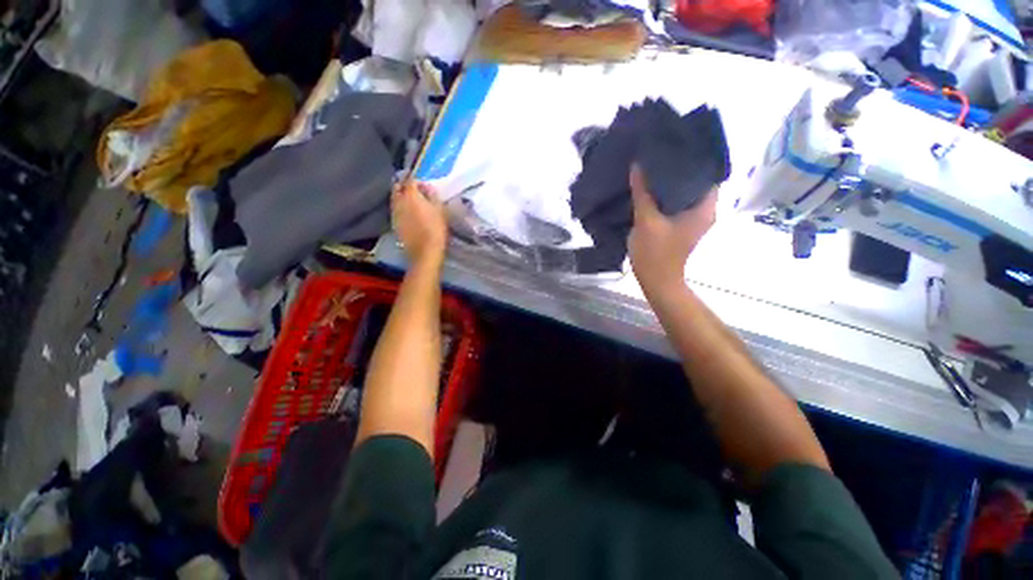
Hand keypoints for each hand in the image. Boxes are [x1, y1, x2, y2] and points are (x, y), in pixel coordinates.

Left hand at [392, 180, 447, 267]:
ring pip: (395, 199)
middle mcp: (399, 201)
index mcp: (411, 195)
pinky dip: (401, 209)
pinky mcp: (394, 223)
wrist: (425, 252)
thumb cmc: (436, 230)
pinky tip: (409, 215)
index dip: (418, 181)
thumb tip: (428, 187)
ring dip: (402, 197)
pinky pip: (396, 210)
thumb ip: (433, 196)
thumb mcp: (440, 210)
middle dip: (405, 186)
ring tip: (412, 202)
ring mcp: (394, 213)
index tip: (425, 186)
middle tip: (415, 191)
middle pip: (398, 187)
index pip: (411, 180)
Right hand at [628, 165, 716, 294]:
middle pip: (695, 181)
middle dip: (679, 167)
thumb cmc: (655, 254)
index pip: (708, 173)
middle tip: (661, 152)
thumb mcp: (646, 221)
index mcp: (705, 208)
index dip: (695, 157)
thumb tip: (637, 165)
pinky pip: (675, 203)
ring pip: (684, 193)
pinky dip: (665, 195)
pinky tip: (650, 187)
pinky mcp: (680, 225)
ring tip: (654, 165)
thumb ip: (642, 193)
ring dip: (670, 182)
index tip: (677, 144)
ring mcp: (692, 219)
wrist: (656, 282)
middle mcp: (704, 211)